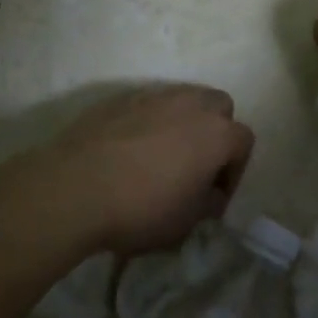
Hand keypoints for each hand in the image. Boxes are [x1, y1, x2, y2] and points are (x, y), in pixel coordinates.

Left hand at [44, 85, 255, 255]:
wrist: (74, 188)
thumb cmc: (141, 209)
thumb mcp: (185, 222)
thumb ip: (207, 203)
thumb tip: (208, 194)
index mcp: (216, 133)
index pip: (244, 142)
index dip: (235, 171)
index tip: (215, 196)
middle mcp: (190, 104)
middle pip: (218, 106)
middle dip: (215, 132)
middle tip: (196, 165)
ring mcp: (153, 95)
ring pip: (182, 99)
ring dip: (182, 123)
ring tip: (162, 155)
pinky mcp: (119, 98)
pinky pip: (147, 105)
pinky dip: (148, 121)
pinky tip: (129, 150)